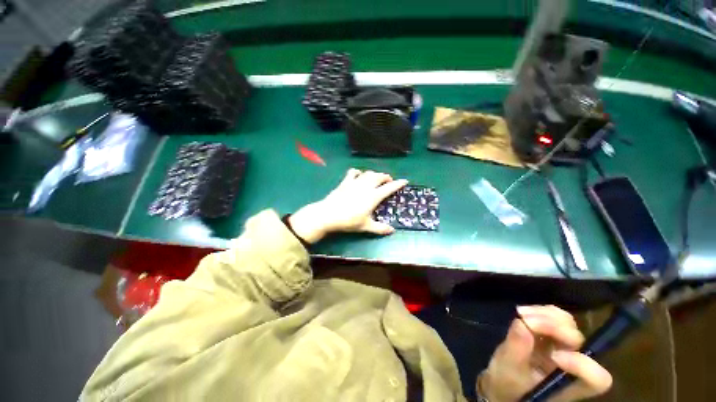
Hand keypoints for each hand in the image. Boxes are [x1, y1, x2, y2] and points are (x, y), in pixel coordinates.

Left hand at [288, 169, 407, 243]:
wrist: (329, 214)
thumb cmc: (349, 221)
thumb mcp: (365, 226)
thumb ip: (380, 228)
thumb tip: (392, 231)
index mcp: (373, 196)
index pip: (389, 188)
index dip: (398, 184)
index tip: (405, 181)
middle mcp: (366, 186)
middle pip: (379, 177)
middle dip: (386, 177)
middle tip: (389, 181)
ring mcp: (355, 182)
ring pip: (368, 173)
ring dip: (375, 174)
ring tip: (376, 178)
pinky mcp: (345, 182)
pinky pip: (353, 172)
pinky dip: (358, 172)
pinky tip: (359, 174)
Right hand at [480, 305, 611, 401]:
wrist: (501, 383)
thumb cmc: (507, 385)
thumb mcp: (508, 371)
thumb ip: (517, 350)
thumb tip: (522, 323)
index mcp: (569, 384)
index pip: (596, 378)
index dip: (582, 364)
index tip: (553, 356)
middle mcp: (572, 364)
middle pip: (579, 340)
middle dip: (553, 327)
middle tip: (526, 320)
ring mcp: (562, 347)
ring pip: (568, 323)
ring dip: (545, 315)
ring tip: (522, 314)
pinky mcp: (550, 334)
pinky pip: (554, 316)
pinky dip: (539, 311)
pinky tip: (523, 312)